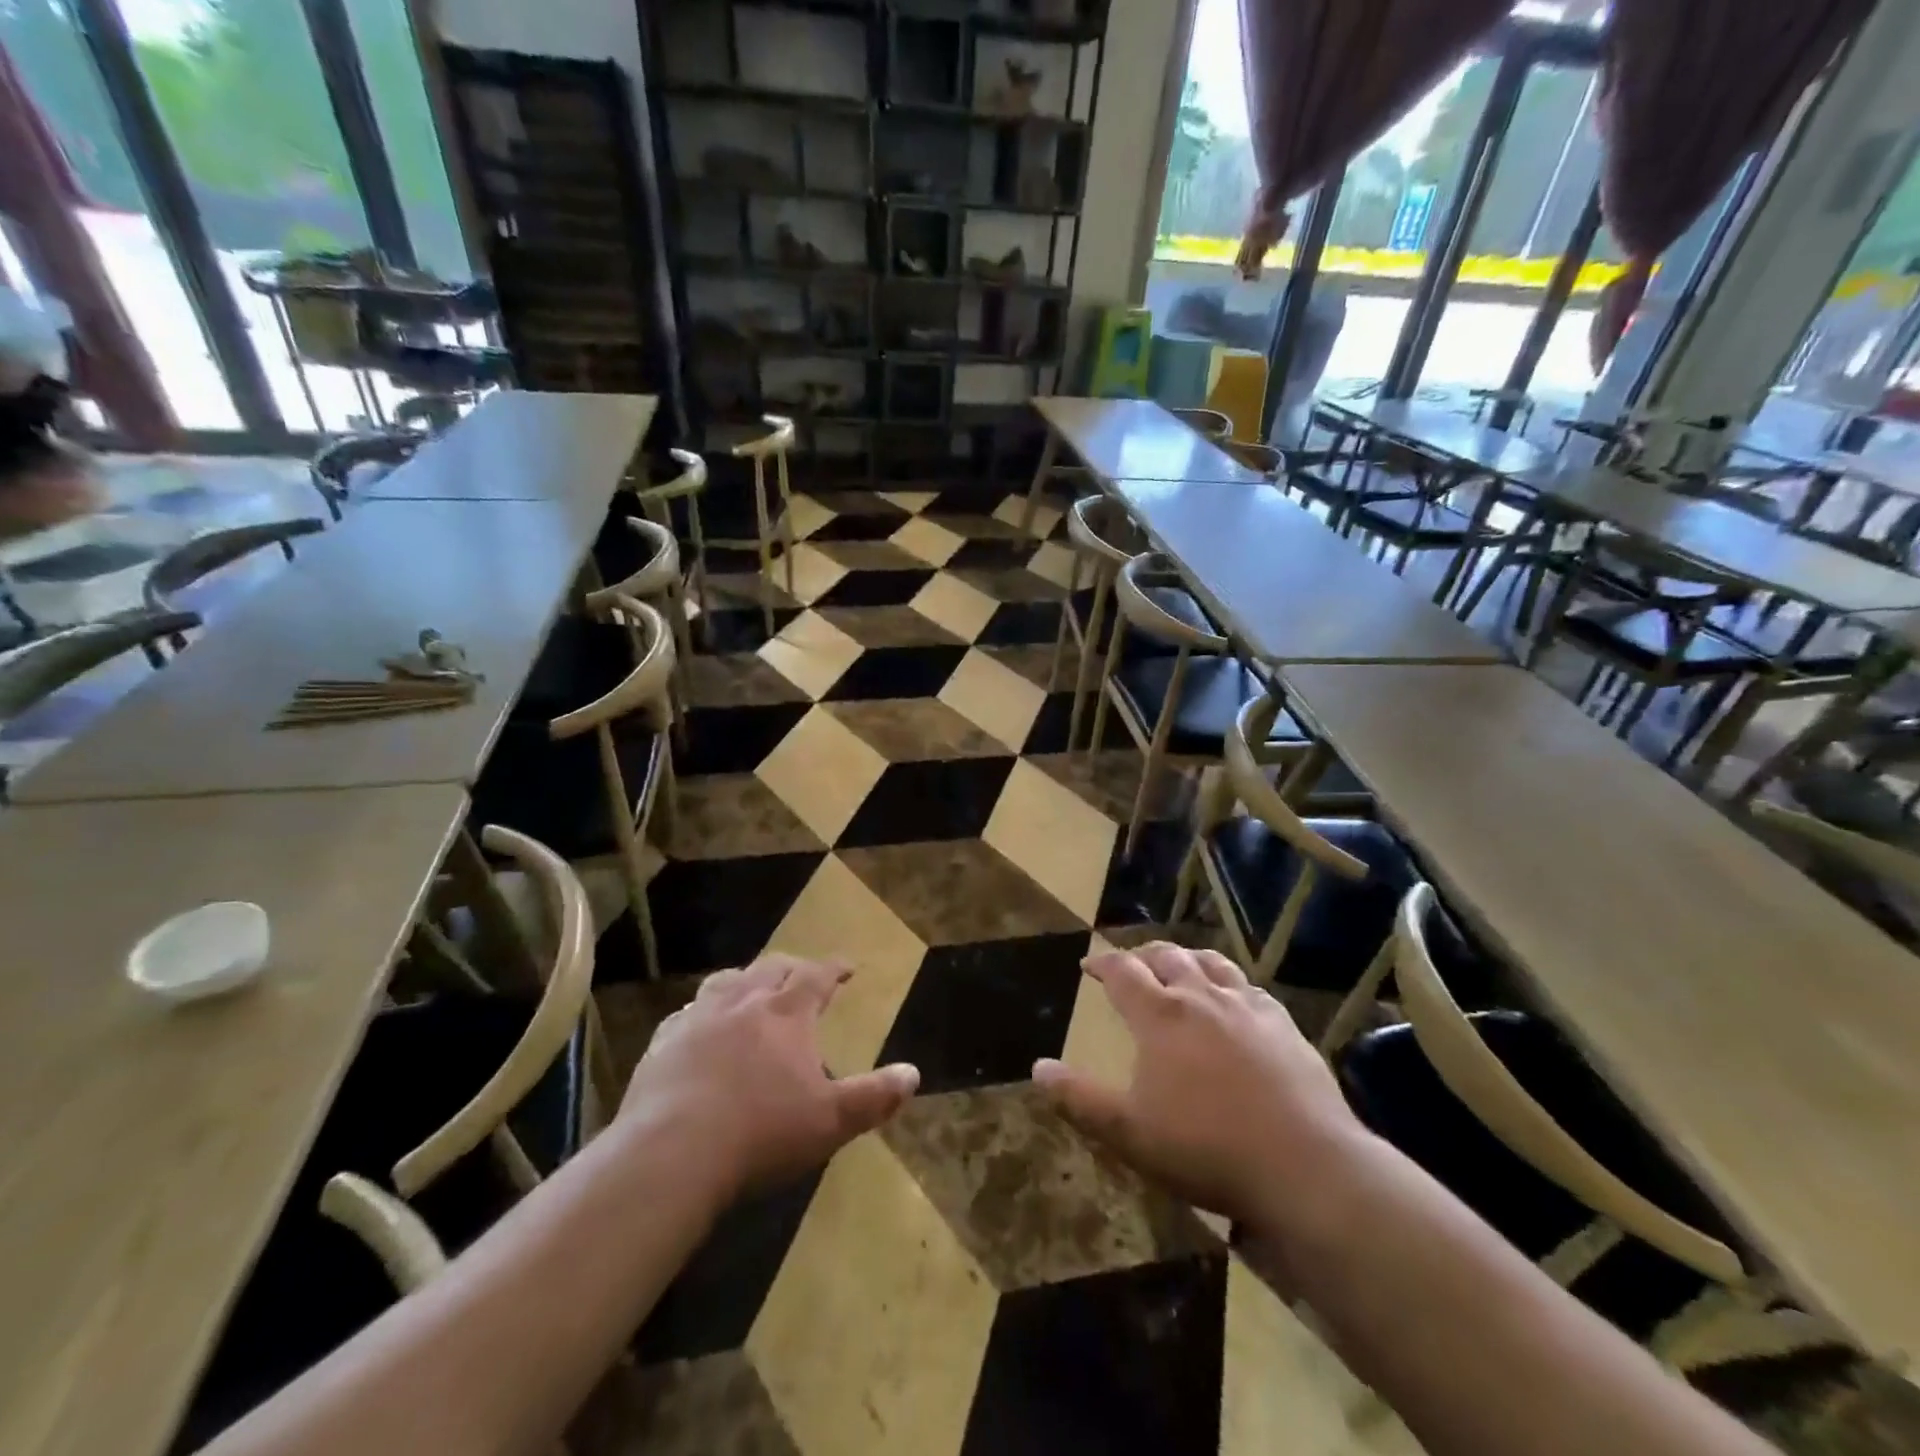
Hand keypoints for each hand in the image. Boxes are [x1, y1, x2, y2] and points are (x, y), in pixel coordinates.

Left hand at [622, 955, 918, 1206]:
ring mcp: (698, 1020)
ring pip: (725, 982)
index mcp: (786, 1014)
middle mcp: (743, 1003)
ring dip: (744, 979)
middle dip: (791, 968)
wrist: (672, 1153)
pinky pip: (684, 1015)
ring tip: (751, 988)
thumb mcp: (831, 1121)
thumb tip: (913, 1073)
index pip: (816, 976)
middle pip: (771, 968)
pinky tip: (697, 1026)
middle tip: (802, 975)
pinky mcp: (662, 1044)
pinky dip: (700, 1012)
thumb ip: (874, 1096)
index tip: (847, 967)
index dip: (834, 969)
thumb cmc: (762, 1133)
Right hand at [1033, 943, 1370, 1236]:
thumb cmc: (1205, 1148)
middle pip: (1167, 957)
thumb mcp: (1128, 1132)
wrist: (1304, 1166)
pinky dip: (1230, 983)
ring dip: (1187, 959)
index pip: (1122, 972)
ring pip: (1211, 963)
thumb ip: (1079, 1098)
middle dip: (1143, 955)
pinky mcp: (1283, 1026)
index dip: (1102, 962)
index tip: (1088, 963)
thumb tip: (1038, 1068)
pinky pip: (1250, 988)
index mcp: (1161, 1016)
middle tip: (1131, 964)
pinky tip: (1235, 998)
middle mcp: (1201, 997)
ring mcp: (1247, 1007)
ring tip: (1179, 966)